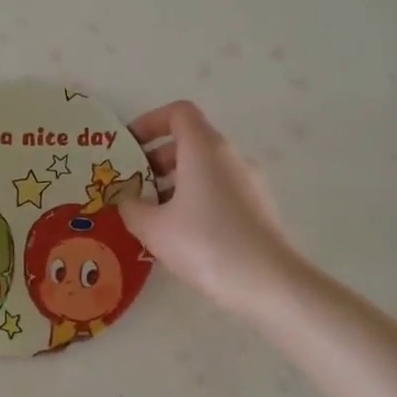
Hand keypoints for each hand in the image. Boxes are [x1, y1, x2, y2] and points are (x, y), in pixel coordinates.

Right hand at [122, 101, 304, 313]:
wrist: (270, 284)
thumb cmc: (206, 244)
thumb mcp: (154, 228)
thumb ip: (131, 207)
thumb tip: (126, 200)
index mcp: (204, 149)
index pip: (178, 112)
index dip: (149, 122)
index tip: (129, 148)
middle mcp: (229, 157)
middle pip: (189, 141)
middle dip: (156, 158)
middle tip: (133, 186)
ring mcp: (248, 182)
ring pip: (204, 168)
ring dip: (174, 182)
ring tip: (152, 216)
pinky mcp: (257, 207)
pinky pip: (218, 189)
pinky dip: (194, 198)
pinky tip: (180, 234)